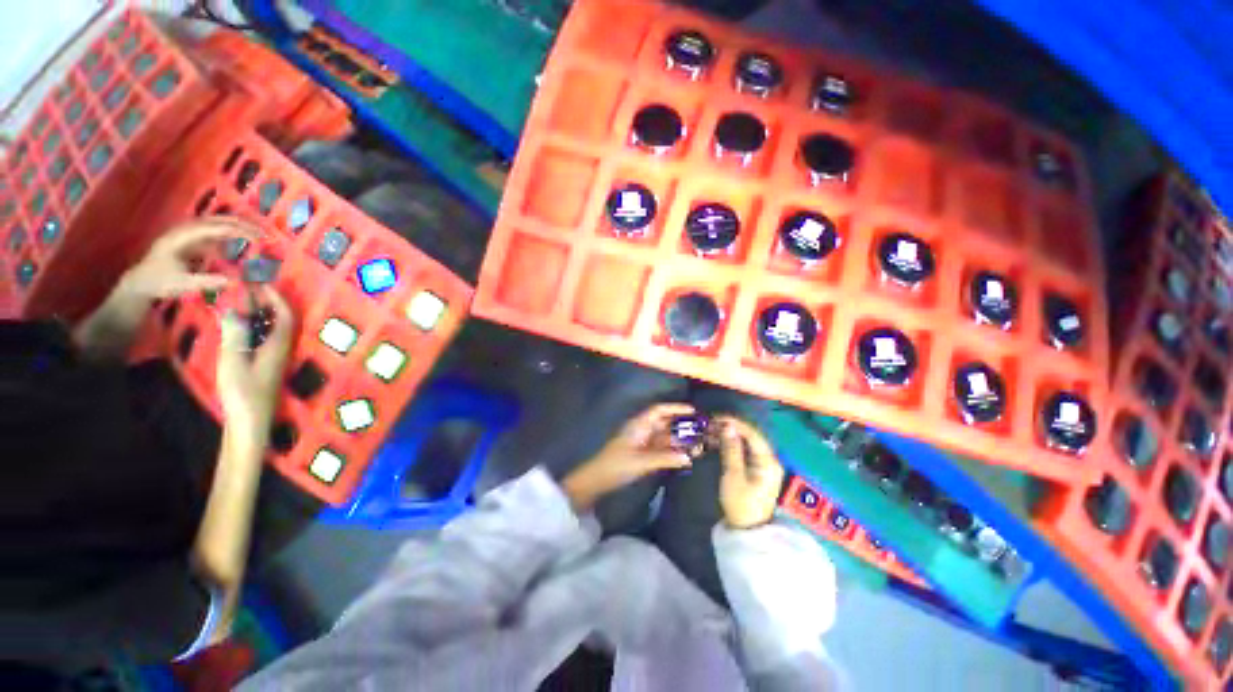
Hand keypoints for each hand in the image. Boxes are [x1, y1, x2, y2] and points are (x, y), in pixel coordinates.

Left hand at [119, 217, 259, 301]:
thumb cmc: (159, 283)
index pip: (212, 228)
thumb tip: (235, 281)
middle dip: (239, 224)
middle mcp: (184, 231)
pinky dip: (227, 234)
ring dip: (234, 226)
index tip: (257, 237)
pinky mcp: (189, 241)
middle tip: (262, 231)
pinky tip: (239, 240)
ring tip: (255, 232)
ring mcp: (186, 235)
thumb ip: (207, 281)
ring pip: (214, 224)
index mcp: (180, 237)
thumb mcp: (182, 284)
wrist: (140, 283)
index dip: (236, 231)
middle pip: (214, 221)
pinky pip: (211, 233)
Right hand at [217, 286, 294, 443]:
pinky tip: (241, 326)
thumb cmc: (242, 392)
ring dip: (261, 314)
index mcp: (279, 346)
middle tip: (249, 289)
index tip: (263, 283)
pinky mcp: (268, 366)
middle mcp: (283, 349)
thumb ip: (234, 334)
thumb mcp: (234, 360)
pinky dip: (256, 327)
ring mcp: (276, 358)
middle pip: (281, 321)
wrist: (250, 422)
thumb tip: (234, 309)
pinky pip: (266, 339)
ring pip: (273, 330)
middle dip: (268, 303)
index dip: (276, 298)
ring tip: (243, 302)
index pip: (284, 316)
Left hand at [561, 403, 695, 511]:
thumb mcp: (641, 462)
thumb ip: (665, 458)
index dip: (675, 408)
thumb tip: (688, 457)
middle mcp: (642, 430)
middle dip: (682, 425)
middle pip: (665, 423)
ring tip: (698, 444)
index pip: (659, 410)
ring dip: (679, 440)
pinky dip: (672, 450)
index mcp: (639, 425)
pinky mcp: (642, 453)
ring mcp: (642, 442)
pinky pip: (661, 448)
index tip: (693, 410)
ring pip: (664, 436)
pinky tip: (684, 456)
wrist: (597, 479)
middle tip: (701, 430)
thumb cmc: (617, 465)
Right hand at [717, 416, 784, 528]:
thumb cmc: (741, 504)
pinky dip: (732, 445)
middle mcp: (770, 460)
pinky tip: (718, 442)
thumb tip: (727, 426)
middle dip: (731, 427)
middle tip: (711, 424)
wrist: (748, 531)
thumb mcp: (733, 476)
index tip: (716, 417)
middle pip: (751, 436)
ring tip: (711, 431)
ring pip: (747, 442)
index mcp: (768, 461)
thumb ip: (731, 449)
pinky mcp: (758, 470)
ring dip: (730, 435)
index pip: (752, 433)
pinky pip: (746, 451)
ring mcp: (765, 465)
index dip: (735, 423)